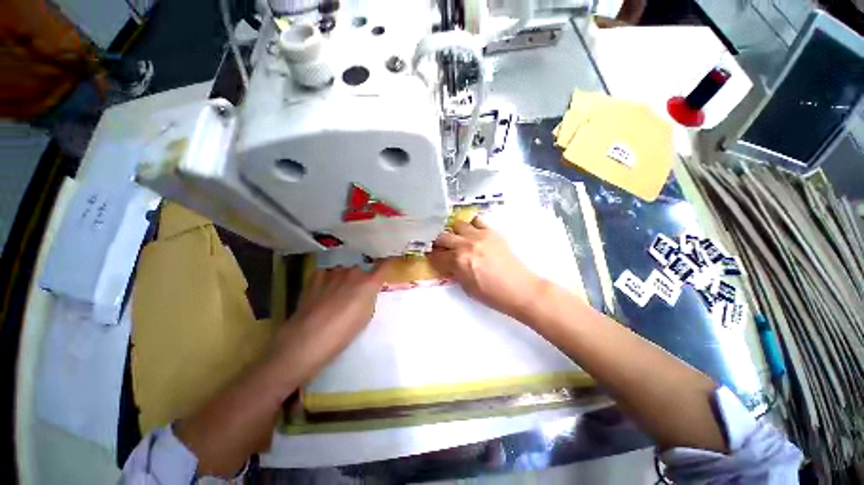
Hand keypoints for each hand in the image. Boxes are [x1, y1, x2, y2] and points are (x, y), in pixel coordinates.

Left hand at [272, 262, 389, 380]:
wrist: (308, 338)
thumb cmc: (344, 332)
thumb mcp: (367, 316)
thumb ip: (370, 297)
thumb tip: (368, 290)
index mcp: (369, 282)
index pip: (384, 266)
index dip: (389, 262)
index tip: (392, 260)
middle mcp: (353, 272)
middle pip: (361, 269)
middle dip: (362, 277)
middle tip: (357, 292)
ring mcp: (333, 273)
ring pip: (344, 271)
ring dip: (344, 279)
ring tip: (337, 294)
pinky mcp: (316, 277)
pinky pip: (327, 273)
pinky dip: (328, 279)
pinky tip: (323, 290)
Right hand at [429, 217, 545, 318]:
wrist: (519, 288)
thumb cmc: (492, 294)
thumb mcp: (466, 287)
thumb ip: (454, 271)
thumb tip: (447, 263)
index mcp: (458, 261)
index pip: (436, 255)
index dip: (432, 256)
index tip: (432, 256)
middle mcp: (465, 245)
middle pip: (442, 237)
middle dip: (439, 243)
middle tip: (441, 247)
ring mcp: (478, 235)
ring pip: (457, 224)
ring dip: (454, 232)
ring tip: (456, 238)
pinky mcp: (491, 231)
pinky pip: (476, 220)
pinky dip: (470, 224)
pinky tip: (471, 231)